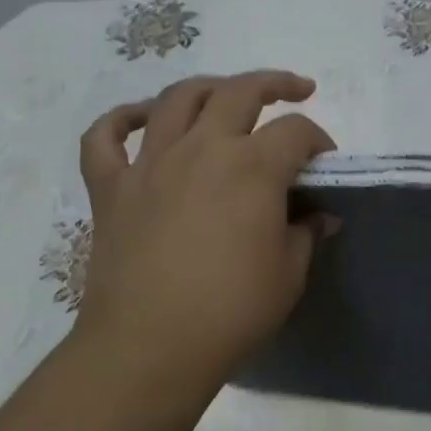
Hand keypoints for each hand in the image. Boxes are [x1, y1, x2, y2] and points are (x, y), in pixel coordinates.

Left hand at [73, 71, 334, 394]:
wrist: (150, 346)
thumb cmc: (231, 312)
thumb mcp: (288, 275)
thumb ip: (305, 235)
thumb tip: (320, 217)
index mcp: (252, 167)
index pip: (296, 132)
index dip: (318, 139)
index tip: (325, 161)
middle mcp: (201, 148)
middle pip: (241, 92)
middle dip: (275, 84)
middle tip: (295, 91)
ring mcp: (150, 163)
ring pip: (177, 99)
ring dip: (208, 88)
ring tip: (225, 95)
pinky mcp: (110, 187)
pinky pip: (104, 138)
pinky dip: (121, 120)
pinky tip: (140, 120)